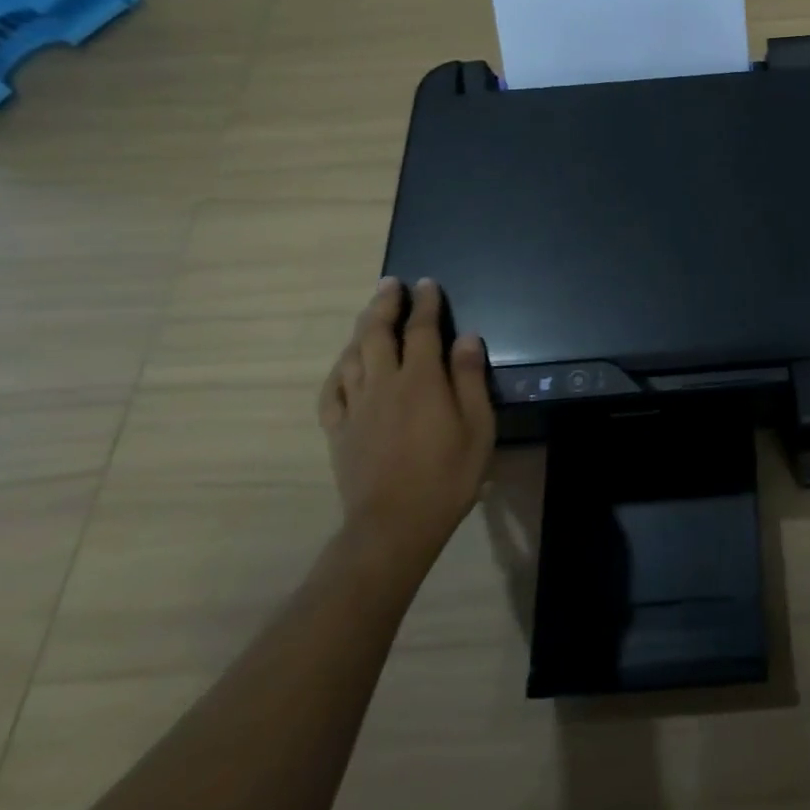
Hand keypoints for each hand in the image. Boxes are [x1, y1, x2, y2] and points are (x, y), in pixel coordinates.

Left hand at [317, 277, 495, 588]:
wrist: (394, 525)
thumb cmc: (447, 476)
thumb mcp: (478, 427)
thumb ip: (469, 379)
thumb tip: (466, 337)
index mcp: (420, 380)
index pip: (422, 330)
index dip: (425, 304)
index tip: (427, 284)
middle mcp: (383, 383)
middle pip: (378, 333)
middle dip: (385, 304)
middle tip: (390, 284)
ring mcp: (356, 407)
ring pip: (351, 356)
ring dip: (360, 329)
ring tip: (369, 313)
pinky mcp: (339, 430)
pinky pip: (331, 390)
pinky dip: (338, 370)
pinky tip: (344, 364)